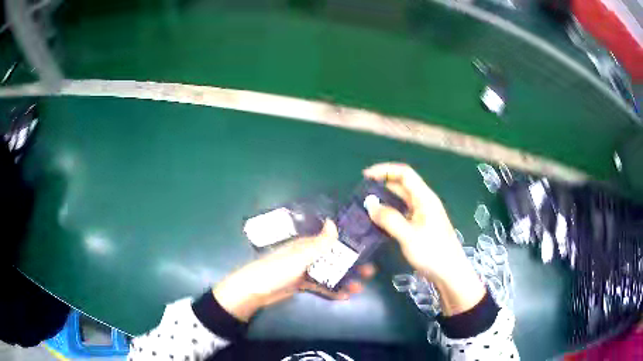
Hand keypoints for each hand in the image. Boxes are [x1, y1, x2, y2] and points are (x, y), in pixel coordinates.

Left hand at [213, 220, 375, 321]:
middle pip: (333, 258)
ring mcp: (305, 271)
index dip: (349, 244)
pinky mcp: (302, 285)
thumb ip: (318, 243)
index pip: (331, 241)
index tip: (366, 248)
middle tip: (369, 272)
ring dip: (344, 279)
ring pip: (329, 273)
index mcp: (307, 244)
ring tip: (360, 287)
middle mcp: (307, 255)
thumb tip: (334, 222)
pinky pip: (321, 286)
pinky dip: (332, 290)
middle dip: (351, 264)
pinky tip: (345, 296)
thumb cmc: (277, 269)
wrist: (255, 290)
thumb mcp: (300, 256)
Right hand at [363, 163, 484, 315]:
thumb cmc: (432, 252)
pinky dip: (390, 213)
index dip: (385, 170)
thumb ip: (389, 219)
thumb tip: (370, 204)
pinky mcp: (420, 226)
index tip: (366, 176)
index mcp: (424, 198)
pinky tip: (379, 222)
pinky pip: (402, 213)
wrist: (449, 273)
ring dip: (385, 200)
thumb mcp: (408, 236)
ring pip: (401, 200)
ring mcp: (423, 214)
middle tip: (362, 194)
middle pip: (402, 185)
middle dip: (382, 184)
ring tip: (366, 207)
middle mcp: (424, 202)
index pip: (404, 173)